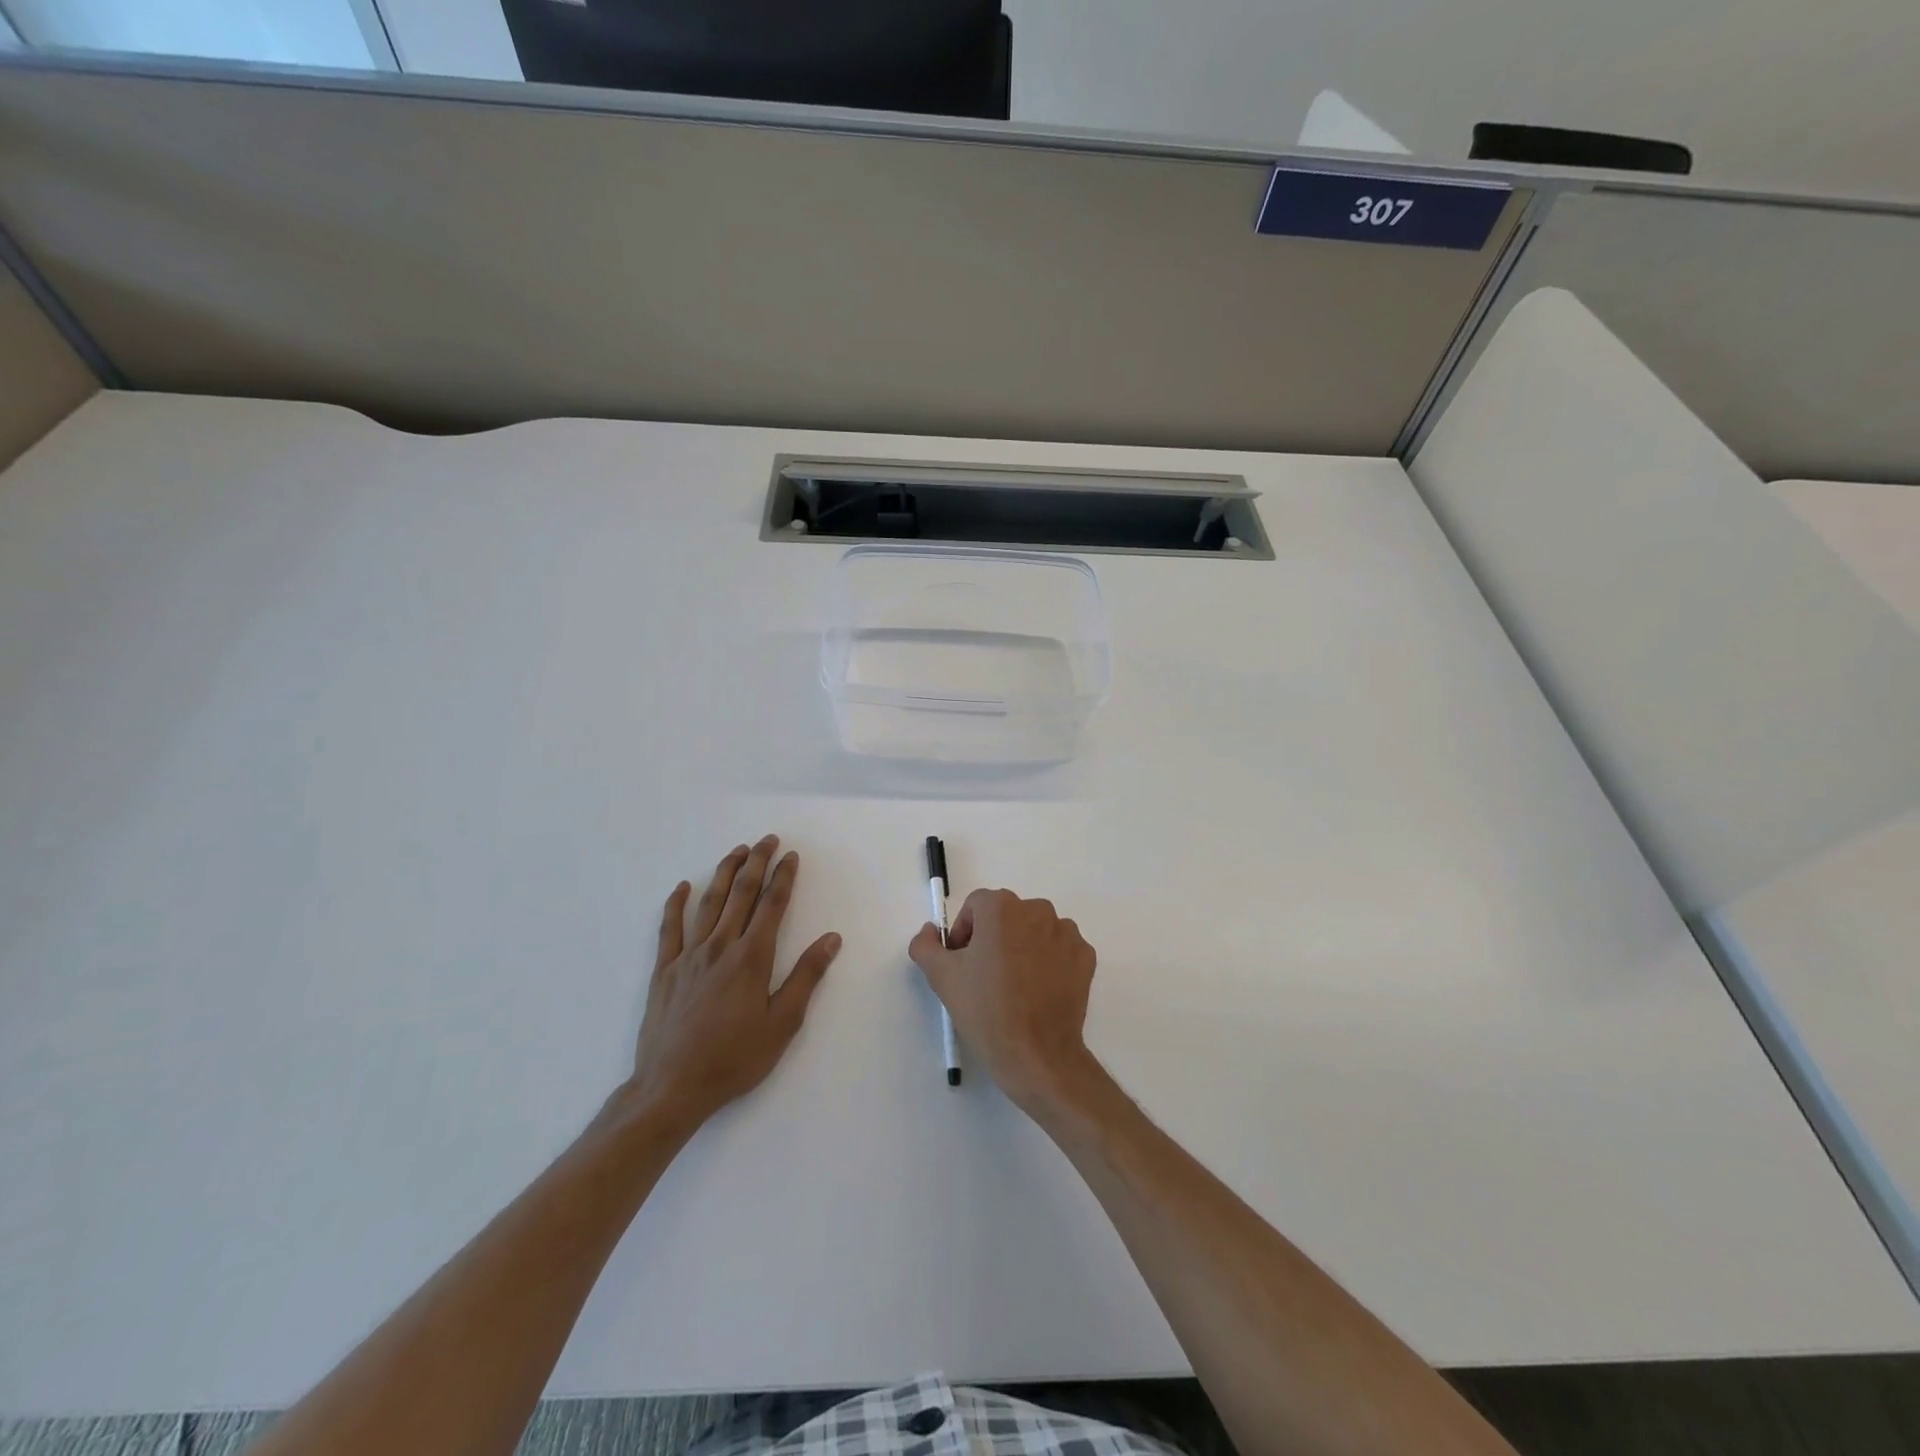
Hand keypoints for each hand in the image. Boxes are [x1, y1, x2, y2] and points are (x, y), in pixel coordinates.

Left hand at [615, 836, 840, 1134]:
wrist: (672, 1087)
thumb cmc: (734, 1058)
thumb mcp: (783, 1023)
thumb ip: (806, 977)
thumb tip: (831, 939)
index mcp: (751, 958)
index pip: (771, 905)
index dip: (783, 877)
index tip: (791, 856)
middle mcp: (719, 947)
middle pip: (740, 893)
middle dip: (756, 863)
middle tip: (767, 840)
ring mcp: (688, 956)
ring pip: (708, 903)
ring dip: (723, 872)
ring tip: (736, 851)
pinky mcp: (664, 970)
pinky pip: (669, 928)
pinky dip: (675, 904)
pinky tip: (682, 887)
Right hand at [909, 889, 1100, 1116]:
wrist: (1036, 1054)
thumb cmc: (986, 1010)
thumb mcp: (942, 977)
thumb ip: (925, 944)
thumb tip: (930, 930)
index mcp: (1001, 908)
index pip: (975, 907)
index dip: (965, 933)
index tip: (963, 964)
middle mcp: (1037, 910)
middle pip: (1006, 916)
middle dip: (993, 939)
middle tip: (986, 977)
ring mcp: (1065, 932)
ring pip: (1034, 930)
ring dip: (1022, 947)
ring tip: (1015, 986)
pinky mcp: (1085, 955)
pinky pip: (1059, 948)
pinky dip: (1048, 961)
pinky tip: (1038, 990)